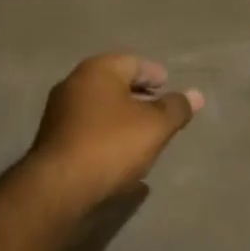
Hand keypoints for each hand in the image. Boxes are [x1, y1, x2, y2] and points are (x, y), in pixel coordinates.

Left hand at [23, 54, 202, 215]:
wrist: (58, 188)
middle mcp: (74, 83)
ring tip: (143, 133)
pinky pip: (88, 127)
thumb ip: (175, 108)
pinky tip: (119, 152)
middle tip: (159, 109)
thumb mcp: (154, 127)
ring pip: (99, 106)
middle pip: (114, 82)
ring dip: (121, 115)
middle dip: (138, 94)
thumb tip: (196, 95)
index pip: (133, 62)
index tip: (169, 87)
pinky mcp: (53, 139)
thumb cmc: (110, 145)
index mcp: (97, 70)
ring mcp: (59, 112)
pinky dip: (106, 132)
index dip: (154, 74)